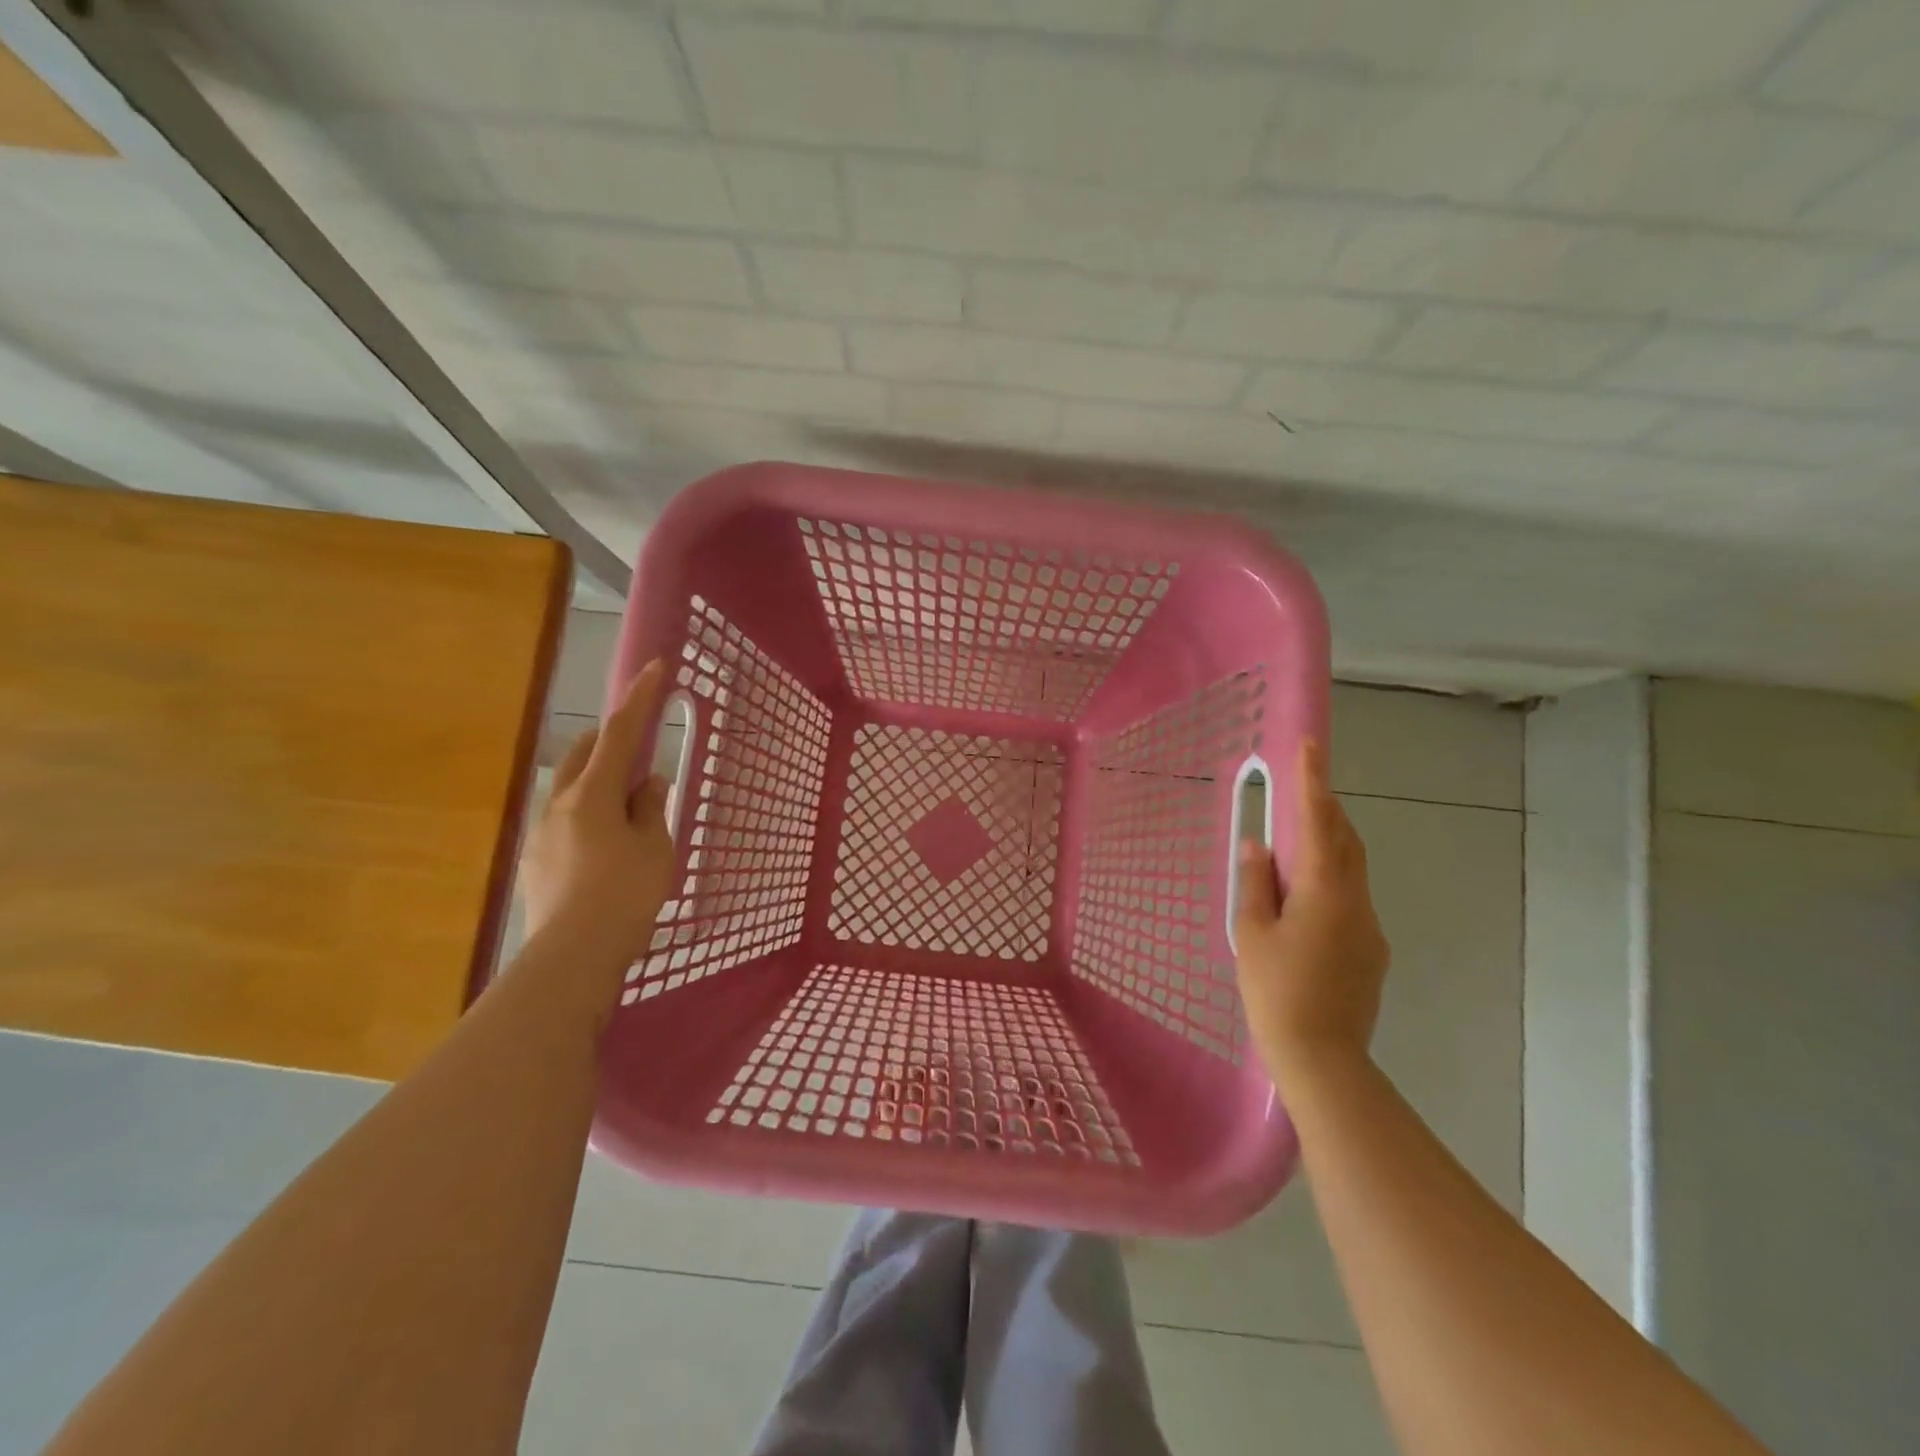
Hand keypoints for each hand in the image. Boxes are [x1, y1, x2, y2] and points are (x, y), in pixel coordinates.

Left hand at [519, 660, 674, 964]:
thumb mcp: (655, 847)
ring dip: (599, 781)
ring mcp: (541, 832)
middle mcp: (559, 803)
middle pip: (585, 754)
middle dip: (612, 740)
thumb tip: (648, 783)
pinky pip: (565, 819)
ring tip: (628, 807)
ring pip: (571, 787)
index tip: (655, 667)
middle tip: (643, 752)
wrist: (572, 956)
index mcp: (592, 793)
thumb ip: (651, 808)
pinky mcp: (535, 860)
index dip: (640, 698)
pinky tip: (606, 845)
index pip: (620, 733)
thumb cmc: (625, 894)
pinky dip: (588, 814)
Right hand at [1233, 739, 1390, 1090]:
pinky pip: (1351, 899)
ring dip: (1329, 845)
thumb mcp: (1252, 933)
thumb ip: (1255, 884)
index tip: (1311, 746)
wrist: (1322, 1058)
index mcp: (1324, 890)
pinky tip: (1304, 902)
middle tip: (1301, 790)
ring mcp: (1369, 927)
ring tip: (1295, 843)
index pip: (1320, 822)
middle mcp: (1356, 901)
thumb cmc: (1275, 991)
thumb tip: (1258, 846)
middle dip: (1326, 810)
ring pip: (1351, 870)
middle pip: (1346, 841)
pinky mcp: (1371, 951)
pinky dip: (1330, 881)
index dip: (1314, 781)